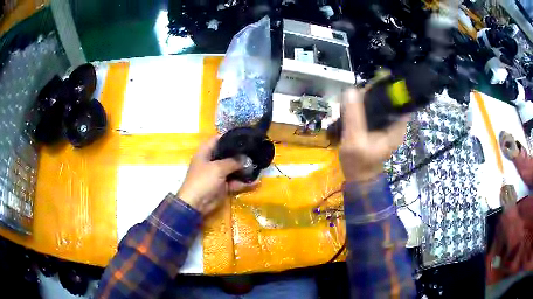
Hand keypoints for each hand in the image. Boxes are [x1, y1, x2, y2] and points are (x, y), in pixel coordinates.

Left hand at [178, 137, 257, 215]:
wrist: (196, 204)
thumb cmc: (203, 180)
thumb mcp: (218, 168)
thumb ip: (233, 161)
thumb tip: (245, 159)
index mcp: (205, 153)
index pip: (217, 139)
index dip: (229, 136)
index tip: (243, 136)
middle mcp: (211, 162)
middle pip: (227, 154)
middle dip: (240, 153)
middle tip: (255, 150)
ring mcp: (217, 174)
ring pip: (232, 169)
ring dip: (244, 169)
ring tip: (258, 165)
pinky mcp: (222, 186)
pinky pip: (234, 182)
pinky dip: (244, 183)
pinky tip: (256, 182)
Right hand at [339, 88, 408, 182]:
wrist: (358, 178)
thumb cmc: (359, 163)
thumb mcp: (354, 140)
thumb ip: (354, 116)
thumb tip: (351, 90)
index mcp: (397, 126)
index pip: (399, 98)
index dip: (387, 87)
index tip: (370, 85)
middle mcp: (395, 123)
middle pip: (388, 98)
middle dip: (372, 92)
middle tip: (355, 95)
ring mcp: (387, 125)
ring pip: (380, 103)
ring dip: (366, 99)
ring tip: (352, 101)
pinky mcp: (379, 127)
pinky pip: (373, 110)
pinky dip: (364, 106)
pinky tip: (353, 108)